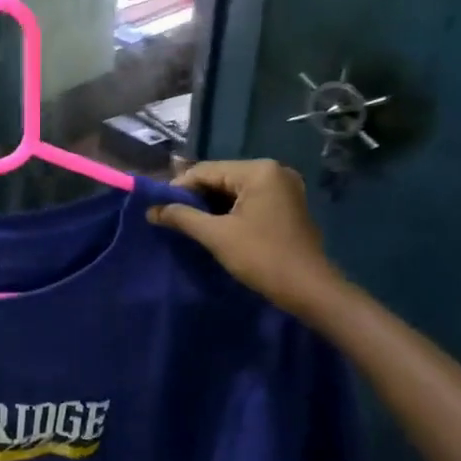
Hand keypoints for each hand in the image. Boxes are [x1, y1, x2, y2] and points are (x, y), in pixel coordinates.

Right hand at [147, 159, 344, 317]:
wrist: (310, 290)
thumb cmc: (262, 257)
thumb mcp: (216, 236)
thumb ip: (181, 217)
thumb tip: (150, 210)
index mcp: (258, 170)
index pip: (205, 171)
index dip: (178, 188)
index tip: (159, 209)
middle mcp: (273, 170)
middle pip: (220, 177)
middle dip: (195, 197)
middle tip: (172, 217)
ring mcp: (283, 187)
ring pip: (233, 189)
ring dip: (211, 205)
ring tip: (189, 223)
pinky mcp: (287, 204)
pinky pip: (249, 199)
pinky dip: (229, 210)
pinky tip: (215, 226)